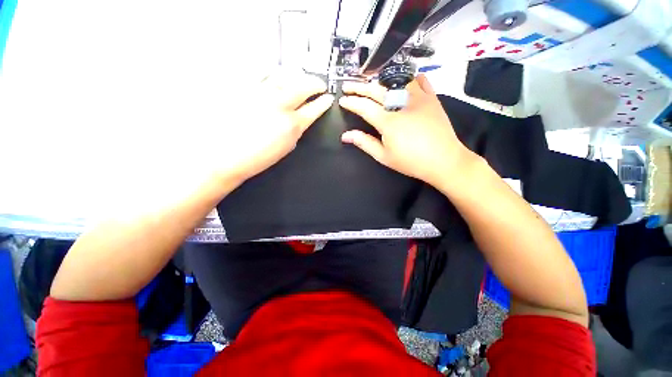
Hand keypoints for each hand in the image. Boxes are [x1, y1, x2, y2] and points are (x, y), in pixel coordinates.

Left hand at [216, 70, 333, 183]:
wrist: (224, 155)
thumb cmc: (257, 158)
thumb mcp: (285, 147)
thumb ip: (296, 130)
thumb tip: (300, 119)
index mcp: (292, 125)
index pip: (314, 108)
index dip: (323, 102)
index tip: (328, 98)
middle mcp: (280, 104)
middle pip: (304, 86)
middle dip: (316, 84)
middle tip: (320, 84)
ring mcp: (261, 93)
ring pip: (285, 76)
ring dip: (296, 77)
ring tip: (299, 79)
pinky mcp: (244, 87)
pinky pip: (263, 73)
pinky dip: (273, 74)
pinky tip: (275, 76)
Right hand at [339, 75, 473, 185]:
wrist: (444, 160)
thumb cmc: (411, 162)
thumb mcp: (384, 156)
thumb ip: (364, 143)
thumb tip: (345, 135)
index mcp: (388, 121)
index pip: (364, 106)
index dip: (351, 102)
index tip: (342, 100)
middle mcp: (401, 105)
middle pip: (376, 90)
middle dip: (359, 87)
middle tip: (348, 86)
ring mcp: (418, 99)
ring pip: (395, 81)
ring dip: (380, 80)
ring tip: (370, 82)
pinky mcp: (432, 98)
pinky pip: (420, 81)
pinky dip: (409, 78)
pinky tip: (403, 80)